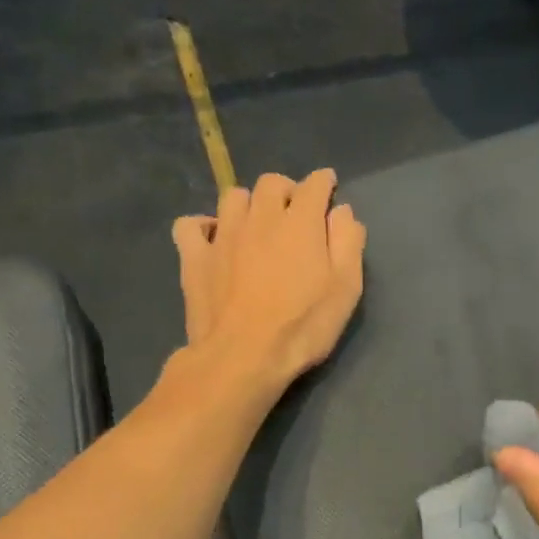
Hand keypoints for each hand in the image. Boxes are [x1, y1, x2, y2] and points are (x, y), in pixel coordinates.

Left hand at [172, 170, 366, 394]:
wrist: (243, 356)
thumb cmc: (303, 326)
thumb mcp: (346, 289)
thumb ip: (347, 243)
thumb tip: (342, 211)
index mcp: (300, 223)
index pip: (314, 185)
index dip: (323, 182)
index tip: (328, 187)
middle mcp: (260, 217)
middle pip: (272, 183)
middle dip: (287, 189)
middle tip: (295, 211)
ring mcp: (223, 235)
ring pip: (234, 197)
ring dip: (249, 203)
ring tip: (257, 223)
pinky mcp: (195, 257)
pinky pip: (191, 225)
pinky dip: (203, 226)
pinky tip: (213, 239)